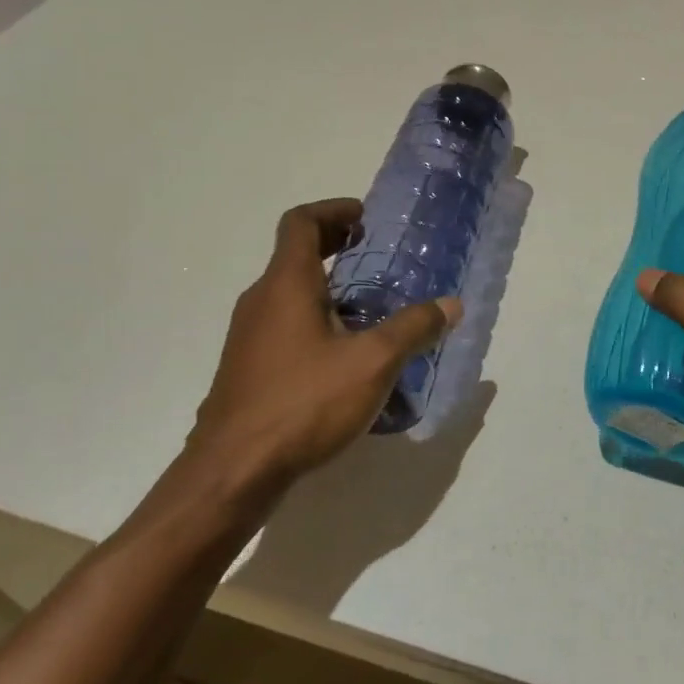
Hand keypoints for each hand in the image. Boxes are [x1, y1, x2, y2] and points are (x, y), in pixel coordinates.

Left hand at [191, 198, 460, 490]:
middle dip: (338, 249)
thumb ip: (413, 329)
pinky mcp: (248, 369)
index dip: (334, 210)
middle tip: (379, 260)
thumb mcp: (372, 363)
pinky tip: (347, 360)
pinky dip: (317, 323)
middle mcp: (261, 301)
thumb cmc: (303, 403)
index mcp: (286, 284)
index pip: (301, 222)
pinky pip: (286, 328)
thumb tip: (450, 304)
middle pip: (296, 256)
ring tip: (373, 311)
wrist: (233, 473)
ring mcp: (249, 337)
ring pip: (291, 295)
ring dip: (330, 290)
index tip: (367, 219)